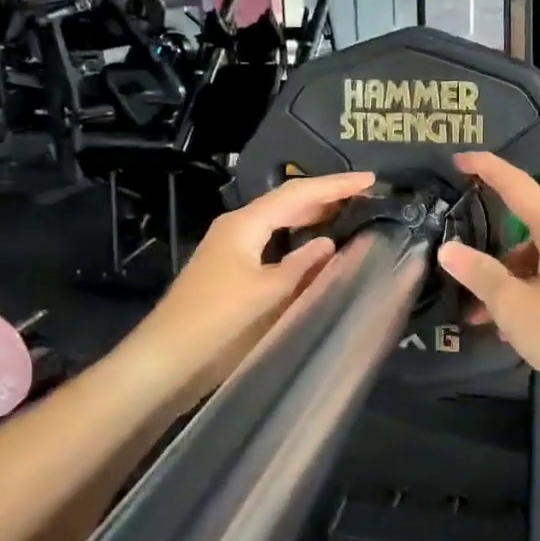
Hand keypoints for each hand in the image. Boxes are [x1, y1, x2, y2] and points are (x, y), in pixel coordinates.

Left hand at [133, 170, 374, 396]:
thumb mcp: (269, 293)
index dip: (336, 185)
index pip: (298, 194)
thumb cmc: (219, 322)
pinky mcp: (229, 272)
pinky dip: (297, 241)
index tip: (371, 180)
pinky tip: (313, 250)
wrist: (167, 360)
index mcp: (245, 224)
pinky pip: (271, 244)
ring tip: (347, 213)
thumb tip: (327, 243)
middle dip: (325, 197)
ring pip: (278, 223)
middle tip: (365, 195)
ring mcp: (230, 250)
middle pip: (286, 203)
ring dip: (311, 217)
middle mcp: (236, 228)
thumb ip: (303, 266)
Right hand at [438, 152, 539, 406]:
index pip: (518, 187)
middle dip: (496, 262)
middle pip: (529, 236)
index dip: (486, 170)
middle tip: (470, 291)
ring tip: (496, 326)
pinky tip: (529, 332)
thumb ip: (481, 276)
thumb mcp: (517, 308)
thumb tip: (450, 250)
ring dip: (517, 287)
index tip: (460, 158)